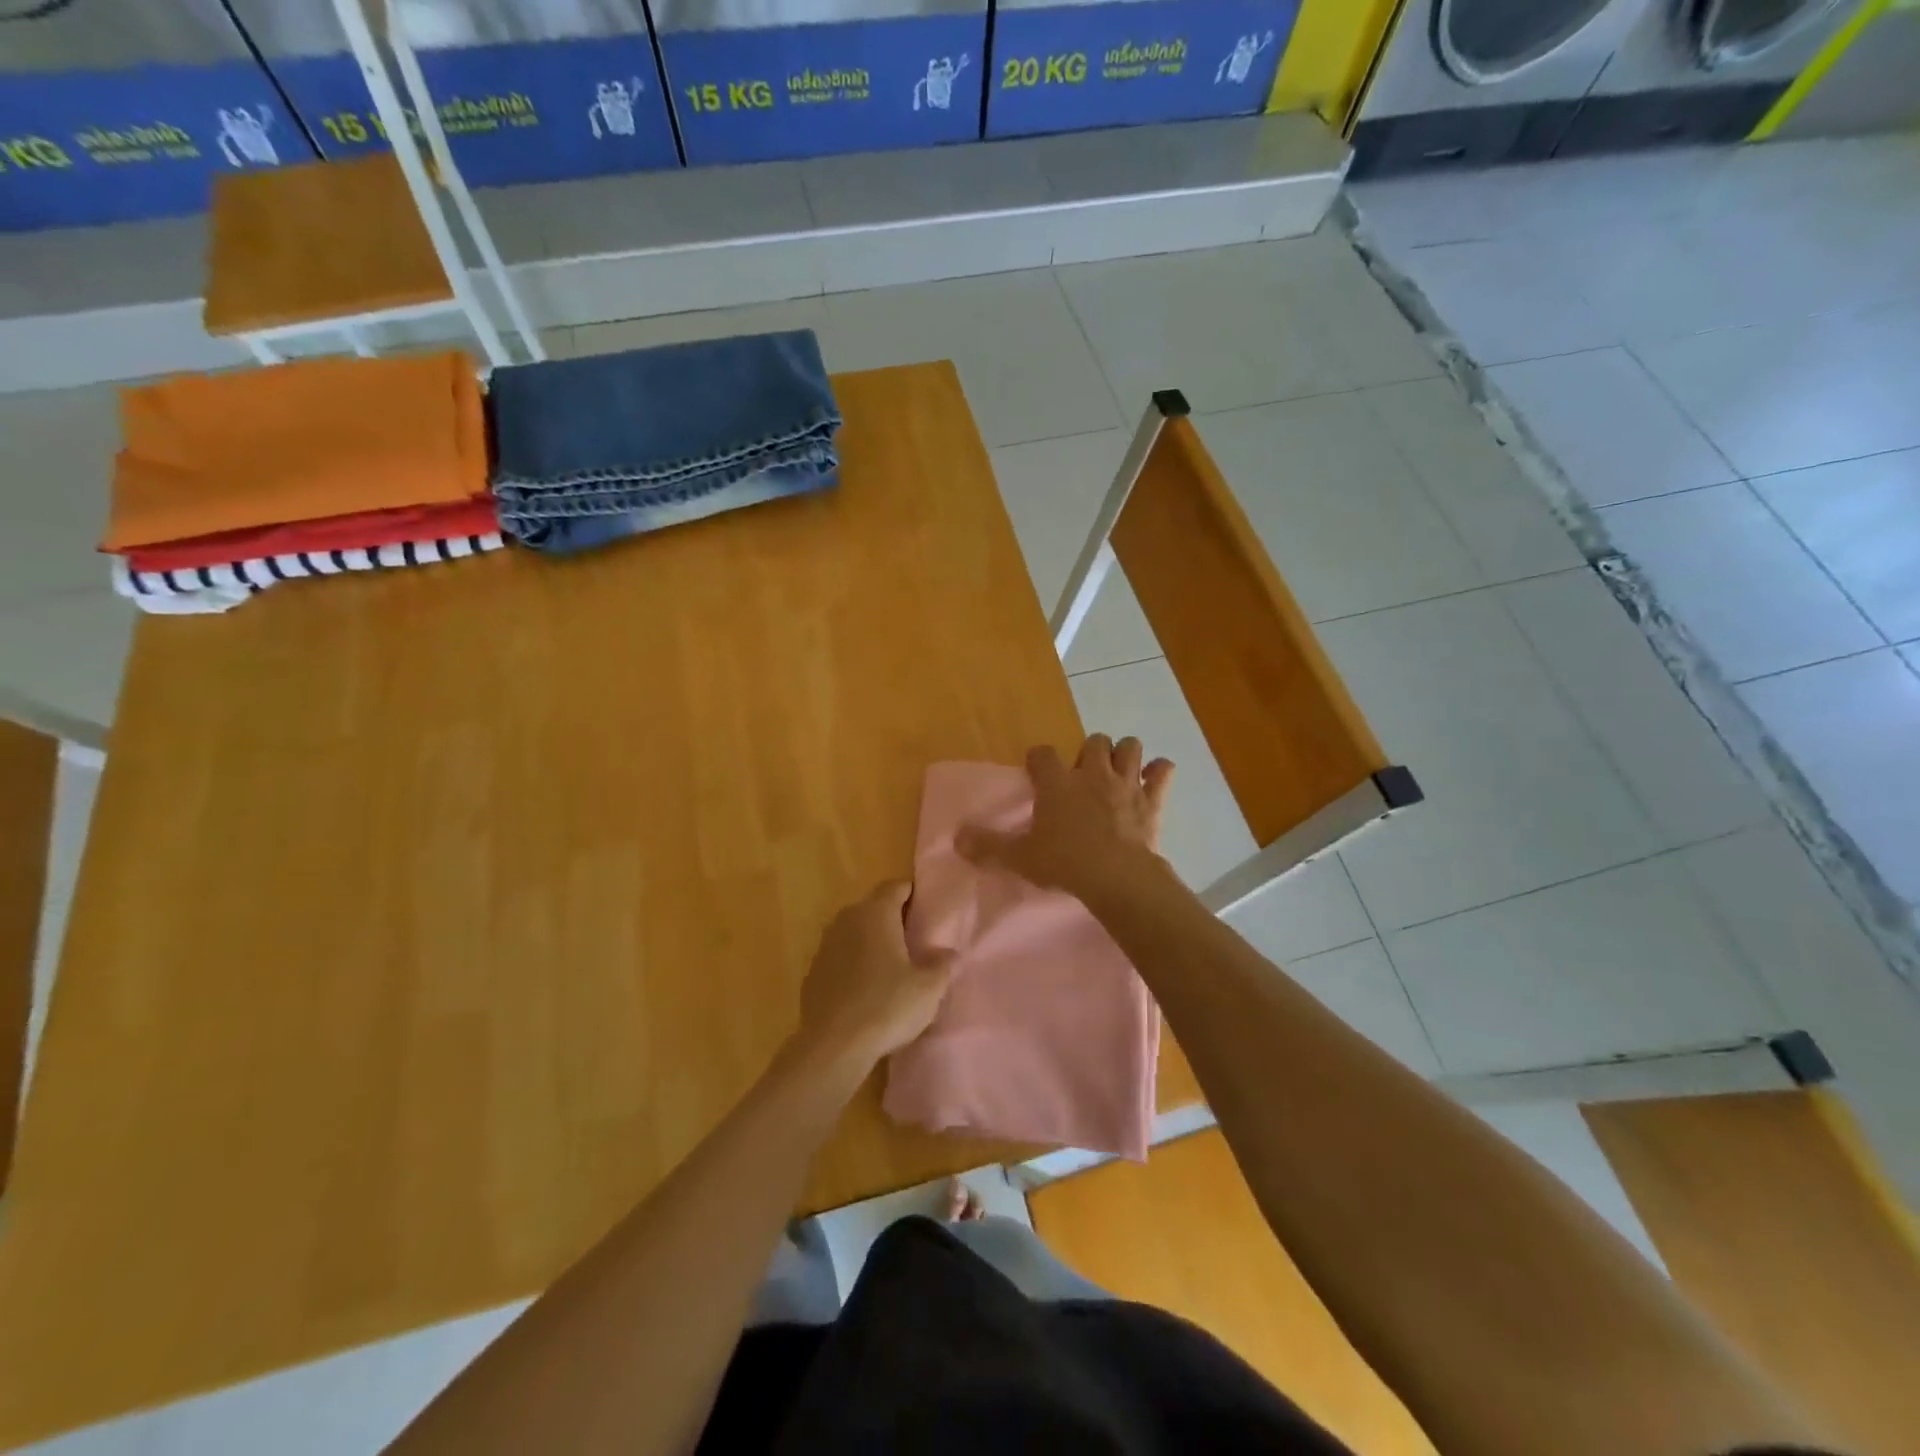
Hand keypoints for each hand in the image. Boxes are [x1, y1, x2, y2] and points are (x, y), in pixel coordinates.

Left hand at [795, 881, 956, 1072]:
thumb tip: (947, 952)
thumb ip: (942, 964)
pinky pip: (840, 956)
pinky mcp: (813, 972)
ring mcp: (825, 945)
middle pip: (873, 906)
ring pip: (854, 930)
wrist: (833, 1046)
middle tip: (914, 938)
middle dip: (892, 916)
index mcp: (876, 913)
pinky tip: (865, 988)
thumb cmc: (887, 1007)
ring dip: (871, 940)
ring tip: (891, 964)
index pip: (896, 886)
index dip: (912, 893)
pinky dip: (853, 962)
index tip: (927, 910)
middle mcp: (847, 919)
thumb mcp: (929, 988)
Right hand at [958, 735, 1173, 902]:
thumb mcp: (1020, 857)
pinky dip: (1160, 773)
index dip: (1039, 759)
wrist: (1116, 877)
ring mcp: (1125, 783)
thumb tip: (956, 839)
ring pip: (1130, 746)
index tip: (1037, 770)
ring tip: (1118, 771)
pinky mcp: (1152, 799)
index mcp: (1057, 783)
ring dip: (1125, 755)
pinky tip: (1154, 780)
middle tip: (1083, 774)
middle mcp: (1091, 773)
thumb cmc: (1064, 863)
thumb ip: (989, 846)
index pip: (1043, 754)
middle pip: (1094, 741)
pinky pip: (1163, 772)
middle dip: (1089, 752)